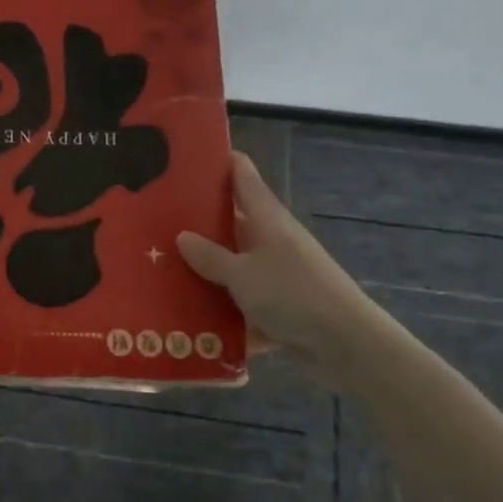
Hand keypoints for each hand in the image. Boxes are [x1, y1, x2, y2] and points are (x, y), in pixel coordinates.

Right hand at [177, 151, 390, 389]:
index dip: (218, 161)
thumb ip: (210, 256)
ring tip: (163, 268)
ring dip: (208, 269)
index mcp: (266, 218)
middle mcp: (273, 239)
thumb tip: (182, 236)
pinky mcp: (282, 305)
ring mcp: (279, 272)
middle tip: (154, 220)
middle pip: (232, 220)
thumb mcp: (242, 274)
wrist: (348, 345)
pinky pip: (245, 300)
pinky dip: (225, 308)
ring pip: (235, 263)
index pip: (242, 174)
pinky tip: (193, 318)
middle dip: (198, 221)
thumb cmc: (293, 295)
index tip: (184, 156)